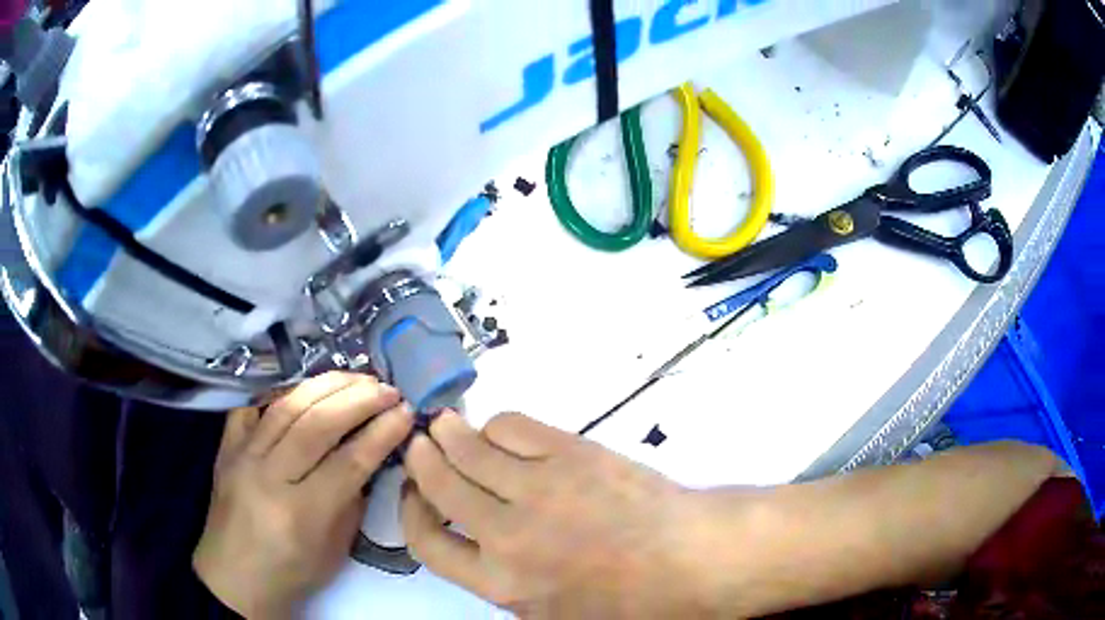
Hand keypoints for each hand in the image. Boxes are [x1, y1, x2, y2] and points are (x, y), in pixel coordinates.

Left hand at [194, 372, 413, 617]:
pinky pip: (253, 406)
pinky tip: (307, 387)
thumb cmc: (293, 571)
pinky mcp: (226, 446)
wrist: (235, 574)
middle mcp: (267, 477)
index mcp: (301, 513)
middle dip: (359, 400)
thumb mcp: (336, 547)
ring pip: (286, 406)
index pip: (349, 462)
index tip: (407, 412)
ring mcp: (242, 456)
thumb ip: (352, 497)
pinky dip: (282, 391)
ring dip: (327, 386)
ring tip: (358, 378)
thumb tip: (372, 453)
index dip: (382, 433)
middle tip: (388, 389)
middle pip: (317, 425)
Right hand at [401, 411, 704, 618]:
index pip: (427, 543)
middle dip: (422, 460)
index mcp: (501, 581)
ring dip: (450, 434)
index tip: (413, 496)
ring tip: (443, 425)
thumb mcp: (556, 618)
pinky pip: (514, 427)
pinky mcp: (570, 452)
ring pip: (471, 449)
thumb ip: (508, 593)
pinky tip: (499, 432)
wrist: (690, 559)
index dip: (411, 514)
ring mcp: (538, 487)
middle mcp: (507, 533)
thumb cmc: (631, 602)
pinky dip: (497, 426)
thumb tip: (481, 559)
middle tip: (419, 445)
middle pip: (441, 484)